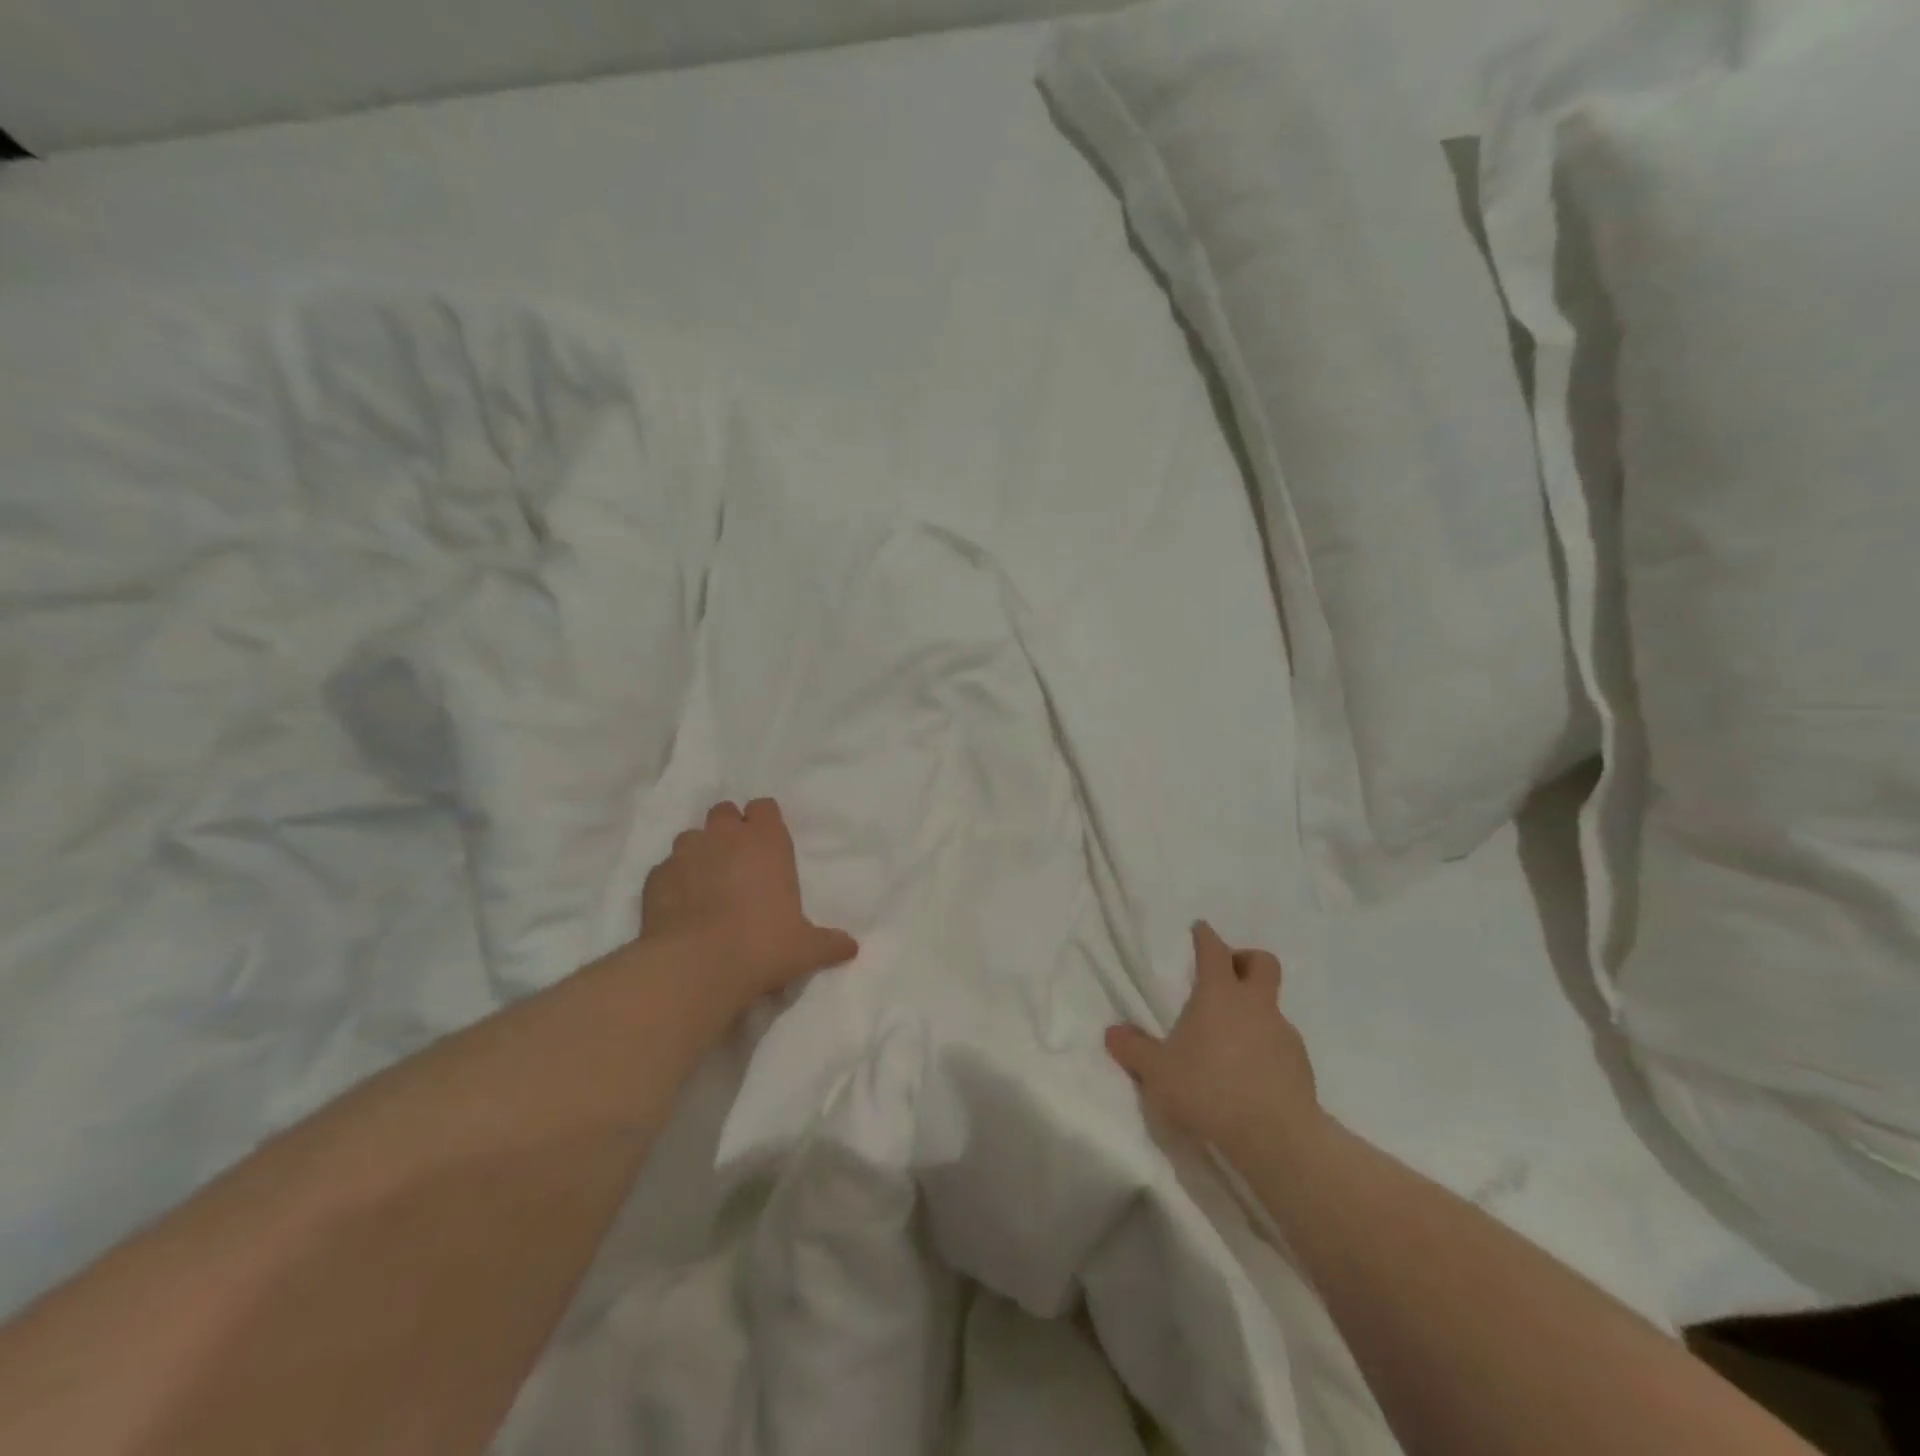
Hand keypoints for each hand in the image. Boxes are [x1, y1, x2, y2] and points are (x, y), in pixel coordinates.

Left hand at [639, 798, 858, 1013]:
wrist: (696, 966)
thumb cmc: (762, 946)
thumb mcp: (805, 948)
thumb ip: (828, 943)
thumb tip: (851, 948)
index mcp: (766, 842)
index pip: (764, 807)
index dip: (764, 822)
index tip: (767, 845)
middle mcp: (725, 837)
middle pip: (724, 812)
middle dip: (729, 830)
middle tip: (737, 862)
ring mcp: (685, 853)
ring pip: (691, 837)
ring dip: (699, 853)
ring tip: (706, 884)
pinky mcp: (655, 877)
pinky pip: (666, 869)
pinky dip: (673, 881)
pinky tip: (680, 907)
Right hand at [1106, 922, 1321, 1164]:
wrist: (1276, 1137)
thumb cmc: (1209, 1089)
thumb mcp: (1157, 1072)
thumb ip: (1134, 1049)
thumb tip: (1112, 1033)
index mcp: (1219, 995)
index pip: (1214, 950)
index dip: (1206, 937)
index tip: (1200, 929)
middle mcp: (1255, 1005)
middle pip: (1262, 963)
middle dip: (1245, 960)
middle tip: (1227, 974)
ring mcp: (1283, 1034)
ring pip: (1272, 1007)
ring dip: (1254, 1012)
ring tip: (1231, 1041)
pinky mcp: (1301, 1066)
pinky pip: (1281, 1044)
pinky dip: (1266, 1048)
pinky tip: (1250, 1075)